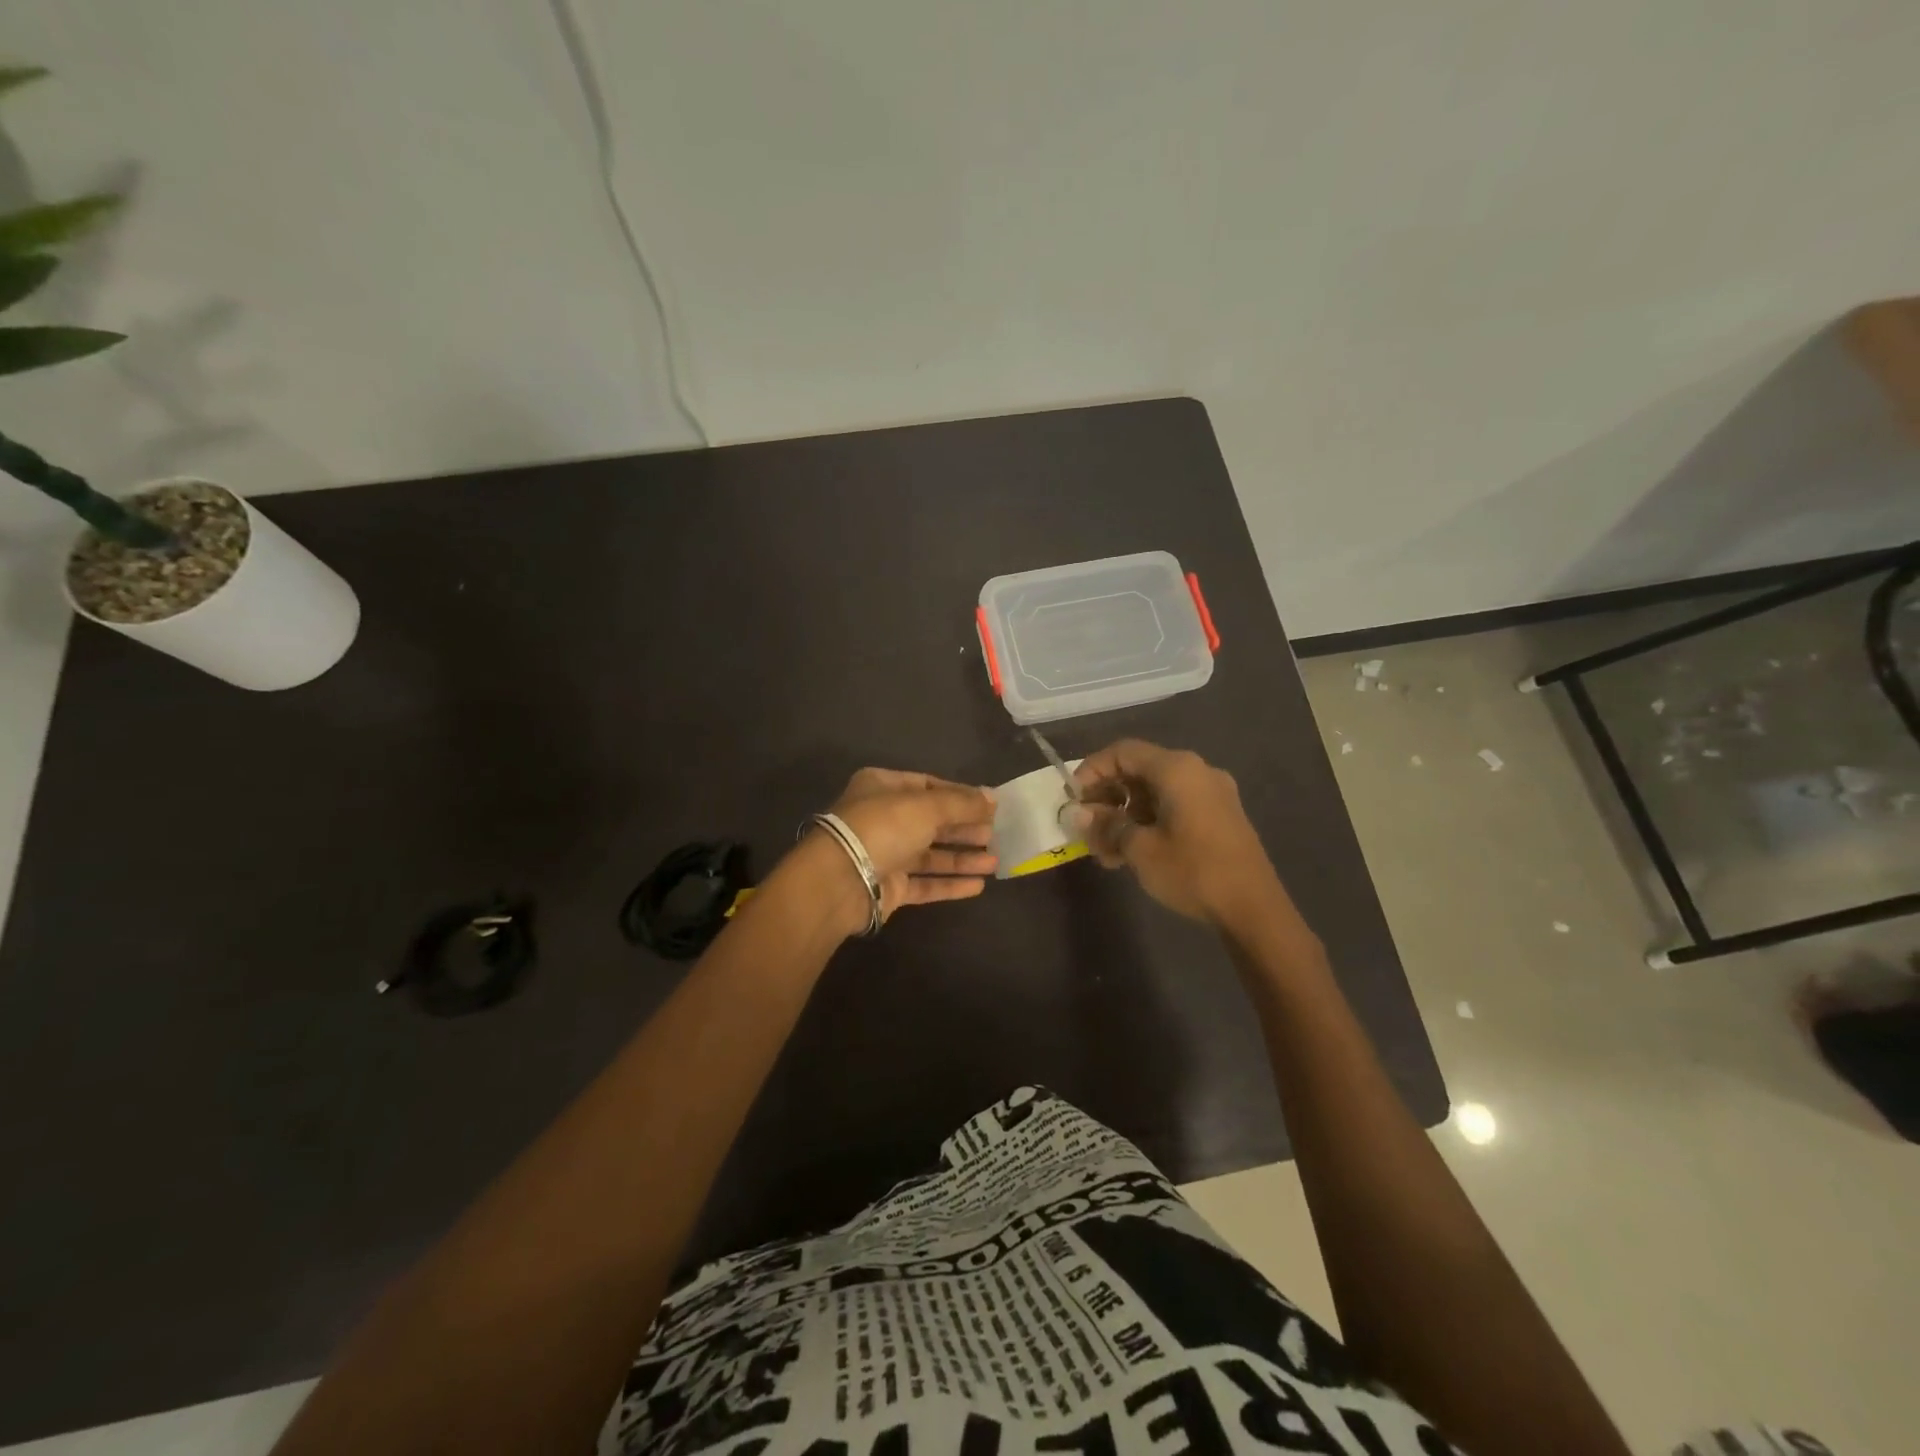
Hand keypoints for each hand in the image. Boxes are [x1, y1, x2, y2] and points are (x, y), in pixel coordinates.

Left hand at [805, 769, 996, 930]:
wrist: (840, 880)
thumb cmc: (883, 828)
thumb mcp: (927, 806)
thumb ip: (962, 803)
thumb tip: (993, 797)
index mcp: (883, 787)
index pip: (928, 785)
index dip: (960, 795)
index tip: (989, 806)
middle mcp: (883, 818)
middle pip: (931, 821)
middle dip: (963, 828)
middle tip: (994, 834)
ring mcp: (885, 854)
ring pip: (930, 855)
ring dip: (962, 858)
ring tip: (994, 862)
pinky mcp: (889, 887)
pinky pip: (925, 883)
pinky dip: (950, 883)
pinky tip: (978, 885)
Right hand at [1069, 740, 1279, 924]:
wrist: (1254, 909)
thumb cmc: (1193, 871)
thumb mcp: (1140, 849)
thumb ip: (1107, 825)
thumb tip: (1079, 813)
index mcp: (1177, 769)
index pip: (1123, 752)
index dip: (1092, 770)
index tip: (1073, 798)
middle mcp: (1197, 771)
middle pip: (1139, 771)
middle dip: (1107, 799)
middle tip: (1086, 828)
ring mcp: (1212, 793)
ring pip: (1155, 793)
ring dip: (1126, 816)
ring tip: (1106, 852)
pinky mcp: (1221, 816)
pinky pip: (1174, 806)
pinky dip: (1149, 822)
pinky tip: (1133, 854)